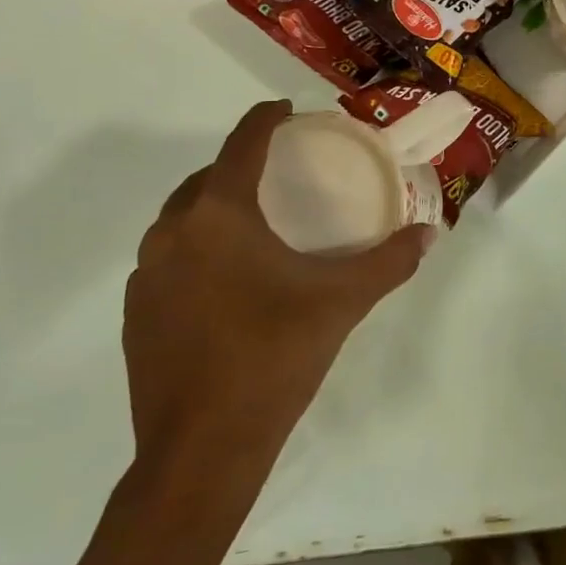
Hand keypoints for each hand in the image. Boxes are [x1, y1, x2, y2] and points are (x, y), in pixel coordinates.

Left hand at [123, 100, 431, 480]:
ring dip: (213, 206)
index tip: (287, 111)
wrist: (201, 453)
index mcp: (218, 216)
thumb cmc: (274, 357)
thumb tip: (430, 233)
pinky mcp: (135, 313)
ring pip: (180, 219)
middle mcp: (172, 234)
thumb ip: (390, 261)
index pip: (241, 144)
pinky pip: (168, 258)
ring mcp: (146, 276)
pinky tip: (225, 277)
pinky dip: (196, 248)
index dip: (265, 119)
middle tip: (278, 170)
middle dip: (239, 163)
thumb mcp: (342, 301)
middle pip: (205, 178)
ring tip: (253, 220)